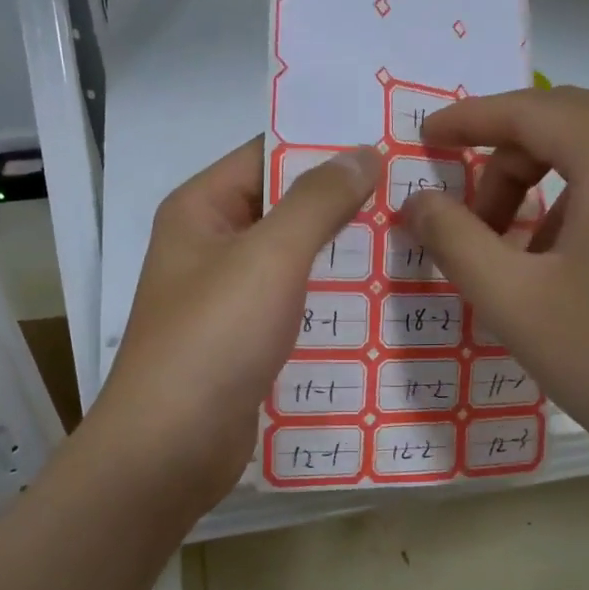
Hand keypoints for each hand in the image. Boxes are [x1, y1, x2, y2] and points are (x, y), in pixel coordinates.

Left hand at [89, 137, 380, 515]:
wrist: (171, 447)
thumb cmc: (214, 338)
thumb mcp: (270, 256)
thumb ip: (318, 200)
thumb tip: (363, 151)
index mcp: (201, 210)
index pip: (266, 154)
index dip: (324, 144)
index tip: (389, 142)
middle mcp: (210, 248)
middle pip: (284, 209)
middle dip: (344, 203)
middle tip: (417, 194)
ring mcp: (226, 300)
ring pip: (294, 263)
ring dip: (344, 256)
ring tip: (414, 242)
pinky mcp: (244, 345)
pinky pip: (294, 309)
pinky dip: (330, 304)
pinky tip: (383, 303)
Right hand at [401, 86, 588, 525]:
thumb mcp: (514, 302)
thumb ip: (454, 239)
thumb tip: (417, 200)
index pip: (530, 110)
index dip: (468, 119)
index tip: (426, 138)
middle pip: (570, 123)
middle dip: (507, 161)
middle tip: (472, 222)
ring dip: (549, 186)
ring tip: (525, 258)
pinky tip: (579, 268)